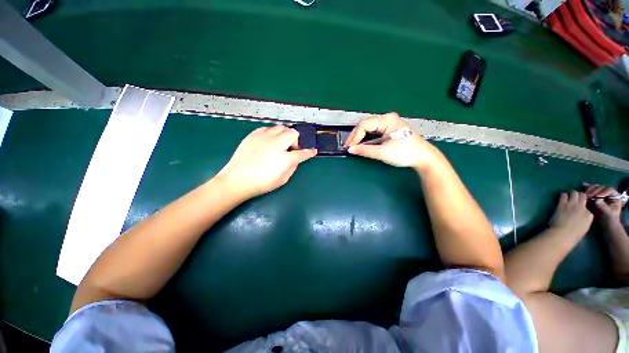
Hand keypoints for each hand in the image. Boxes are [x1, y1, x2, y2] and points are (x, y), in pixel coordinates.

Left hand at [217, 125, 316, 199]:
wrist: (237, 180)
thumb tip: (295, 159)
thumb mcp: (282, 180)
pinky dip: (271, 133)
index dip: (309, 152)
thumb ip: (292, 167)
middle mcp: (276, 144)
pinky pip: (267, 128)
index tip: (313, 151)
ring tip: (280, 143)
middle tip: (291, 149)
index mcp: (284, 159)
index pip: (302, 153)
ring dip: (284, 134)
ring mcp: (264, 138)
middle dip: (296, 140)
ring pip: (280, 127)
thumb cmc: (261, 184)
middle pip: (293, 133)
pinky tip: (268, 141)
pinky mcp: (253, 135)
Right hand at [344, 112, 442, 170]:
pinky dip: (367, 138)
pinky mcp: (391, 128)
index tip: (349, 148)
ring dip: (360, 137)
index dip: (354, 137)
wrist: (424, 158)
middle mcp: (388, 118)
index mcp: (387, 120)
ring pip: (369, 127)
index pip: (364, 125)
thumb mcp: (383, 153)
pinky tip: (363, 144)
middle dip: (356, 136)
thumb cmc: (405, 154)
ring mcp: (390, 122)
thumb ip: (365, 150)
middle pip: (366, 124)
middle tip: (349, 147)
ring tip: (354, 146)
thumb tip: (350, 149)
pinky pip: (374, 131)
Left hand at [550, 191, 592, 237]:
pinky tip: (562, 198)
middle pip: (582, 196)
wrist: (563, 233)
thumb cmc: (574, 234)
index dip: (584, 204)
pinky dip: (563, 195)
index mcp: (590, 215)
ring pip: (574, 193)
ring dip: (571, 193)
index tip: (581, 205)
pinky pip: (563, 195)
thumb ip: (585, 218)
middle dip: (579, 195)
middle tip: (574, 198)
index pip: (588, 205)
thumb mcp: (585, 226)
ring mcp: (572, 204)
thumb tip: (581, 213)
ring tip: (568, 197)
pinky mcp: (562, 204)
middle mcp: (582, 207)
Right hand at [584, 183, 624, 225]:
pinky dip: (587, 188)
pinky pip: (592, 190)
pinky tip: (583, 185)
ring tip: (585, 193)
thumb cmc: (609, 218)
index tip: (596, 197)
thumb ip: (602, 205)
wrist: (605, 223)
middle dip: (594, 190)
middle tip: (588, 195)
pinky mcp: (596, 196)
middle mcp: (609, 193)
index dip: (603, 192)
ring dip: (590, 189)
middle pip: (601, 187)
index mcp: (615, 196)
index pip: (609, 190)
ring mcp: (602, 194)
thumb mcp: (607, 212)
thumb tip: (596, 200)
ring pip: (596, 188)